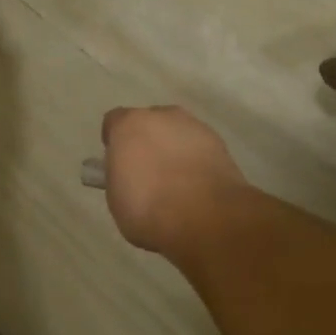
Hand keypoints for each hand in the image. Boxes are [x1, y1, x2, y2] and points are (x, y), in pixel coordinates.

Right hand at [99, 106, 256, 260]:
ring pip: (177, 133)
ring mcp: (195, 127)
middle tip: (145, 170)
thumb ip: (119, 175)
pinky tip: (194, 185)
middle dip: (146, 141)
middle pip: (148, 122)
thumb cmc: (148, 207)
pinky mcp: (221, 143)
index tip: (116, 162)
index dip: (114, 141)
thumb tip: (128, 174)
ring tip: (174, 181)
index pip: (114, 122)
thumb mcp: (116, 196)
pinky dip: (195, 160)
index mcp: (129, 125)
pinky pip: (198, 147)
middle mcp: (162, 116)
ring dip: (172, 149)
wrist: (205, 218)